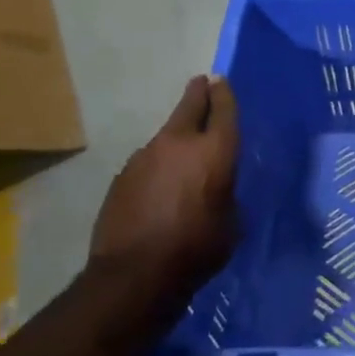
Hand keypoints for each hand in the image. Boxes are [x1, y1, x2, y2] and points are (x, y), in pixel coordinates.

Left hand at [90, 75, 239, 285]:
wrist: (135, 273)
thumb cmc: (198, 247)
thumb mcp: (231, 221)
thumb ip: (226, 192)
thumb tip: (216, 187)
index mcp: (215, 151)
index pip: (223, 110)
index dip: (224, 94)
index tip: (221, 81)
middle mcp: (179, 144)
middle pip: (190, 107)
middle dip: (198, 94)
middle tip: (202, 83)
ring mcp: (145, 157)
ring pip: (167, 135)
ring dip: (177, 136)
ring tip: (184, 148)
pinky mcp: (122, 176)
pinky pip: (148, 161)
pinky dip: (158, 164)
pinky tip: (161, 184)